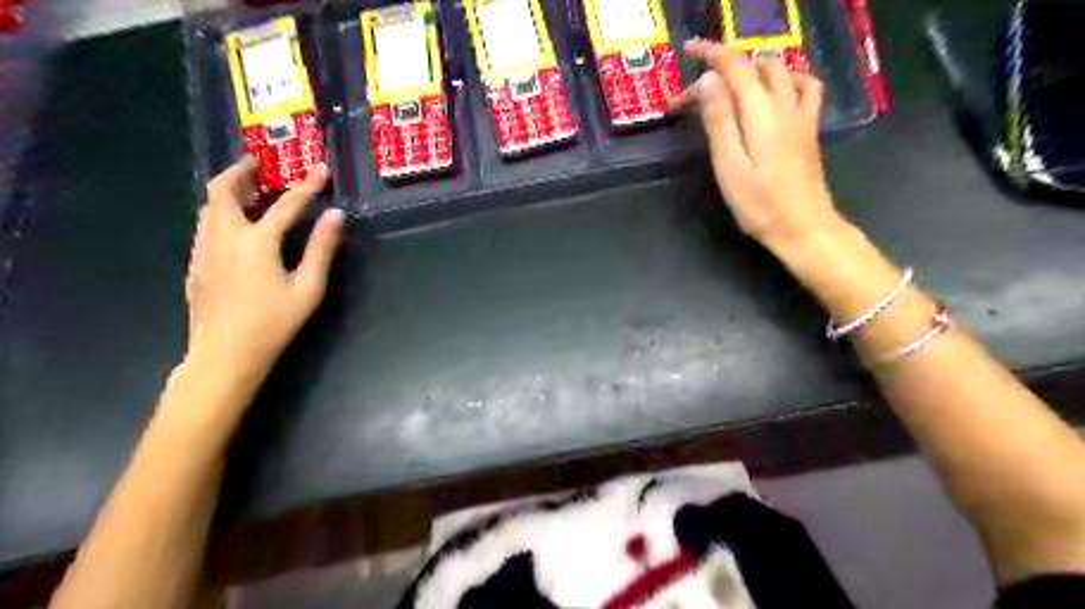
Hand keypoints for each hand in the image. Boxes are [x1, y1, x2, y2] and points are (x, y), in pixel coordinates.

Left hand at [180, 158, 342, 392]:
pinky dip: (219, 212)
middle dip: (240, 172)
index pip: (287, 204)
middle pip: (224, 192)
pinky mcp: (196, 264)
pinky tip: (233, 225)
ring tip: (246, 188)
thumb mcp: (308, 288)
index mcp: (257, 242)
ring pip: (209, 207)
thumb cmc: (273, 323)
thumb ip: (322, 249)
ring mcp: (205, 250)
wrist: (225, 354)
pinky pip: (205, 226)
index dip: (307, 185)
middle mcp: (226, 237)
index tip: (320, 168)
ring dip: (227, 191)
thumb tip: (336, 216)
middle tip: (257, 163)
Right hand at [680, 40, 842, 252]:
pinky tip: (776, 90)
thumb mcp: (729, 166)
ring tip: (730, 84)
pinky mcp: (809, 128)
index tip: (688, 50)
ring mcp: (801, 115)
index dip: (711, 53)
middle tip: (697, 90)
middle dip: (725, 65)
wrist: (803, 227)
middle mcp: (784, 104)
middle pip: (755, 66)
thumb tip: (707, 80)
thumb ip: (719, 121)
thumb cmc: (759, 204)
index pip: (735, 67)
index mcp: (760, 113)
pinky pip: (805, 86)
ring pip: (780, 71)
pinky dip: (788, 78)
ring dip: (753, 68)